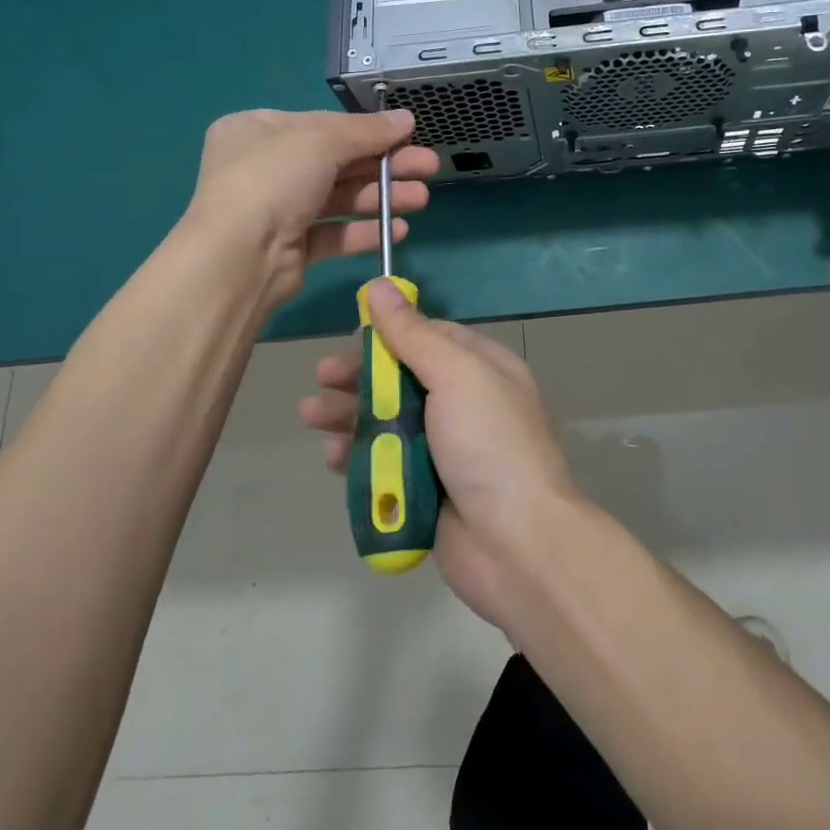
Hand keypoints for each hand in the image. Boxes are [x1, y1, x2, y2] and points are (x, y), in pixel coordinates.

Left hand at [182, 109, 438, 308]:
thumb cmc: (273, 179)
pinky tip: (397, 230)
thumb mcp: (322, 140)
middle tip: (429, 168)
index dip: (369, 131)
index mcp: (258, 130)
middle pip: (337, 162)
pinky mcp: (289, 247)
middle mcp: (264, 167)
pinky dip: (364, 230)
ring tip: (422, 199)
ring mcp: (276, 209)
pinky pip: (333, 232)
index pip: (323, 125)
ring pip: (339, 198)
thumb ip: (367, 131)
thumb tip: (407, 119)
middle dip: (385, 165)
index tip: (409, 136)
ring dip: (382, 197)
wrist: (239, 257)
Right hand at [298, 279, 577, 626]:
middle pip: (403, 379)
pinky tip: (333, 458)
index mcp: (483, 369)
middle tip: (321, 377)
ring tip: (311, 415)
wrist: (518, 545)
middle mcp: (466, 404)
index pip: (431, 337)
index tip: (353, 334)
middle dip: (360, 376)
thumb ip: (413, 334)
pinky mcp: (426, 492)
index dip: (391, 334)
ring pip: (388, 422)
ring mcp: (446, 451)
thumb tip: (380, 285)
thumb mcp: (455, 375)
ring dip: (349, 416)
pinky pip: (386, 465)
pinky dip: (359, 458)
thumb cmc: (489, 444)